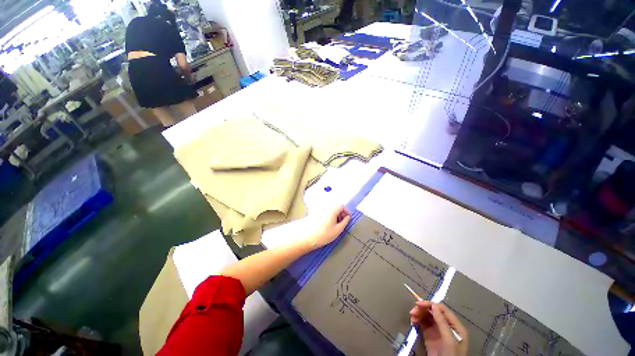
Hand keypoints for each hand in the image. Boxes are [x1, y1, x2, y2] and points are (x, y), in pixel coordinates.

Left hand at [305, 205, 349, 249]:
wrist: (306, 235)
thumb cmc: (323, 233)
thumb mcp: (338, 230)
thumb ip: (345, 222)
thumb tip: (347, 217)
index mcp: (334, 207)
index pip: (343, 206)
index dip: (347, 212)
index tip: (348, 218)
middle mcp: (327, 205)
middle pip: (336, 206)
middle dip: (341, 213)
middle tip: (342, 221)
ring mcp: (320, 207)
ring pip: (330, 208)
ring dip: (334, 213)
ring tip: (335, 223)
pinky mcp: (315, 211)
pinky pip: (325, 210)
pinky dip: (328, 214)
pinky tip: (328, 223)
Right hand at [410, 301, 467, 355]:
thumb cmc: (450, 355)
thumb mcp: (449, 340)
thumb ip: (442, 323)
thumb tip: (433, 305)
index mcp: (455, 325)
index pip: (442, 309)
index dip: (430, 304)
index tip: (418, 304)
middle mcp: (446, 325)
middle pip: (433, 311)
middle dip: (422, 309)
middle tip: (412, 311)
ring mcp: (437, 330)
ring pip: (426, 316)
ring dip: (418, 314)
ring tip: (411, 317)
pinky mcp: (429, 335)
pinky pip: (422, 323)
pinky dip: (417, 320)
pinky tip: (413, 321)